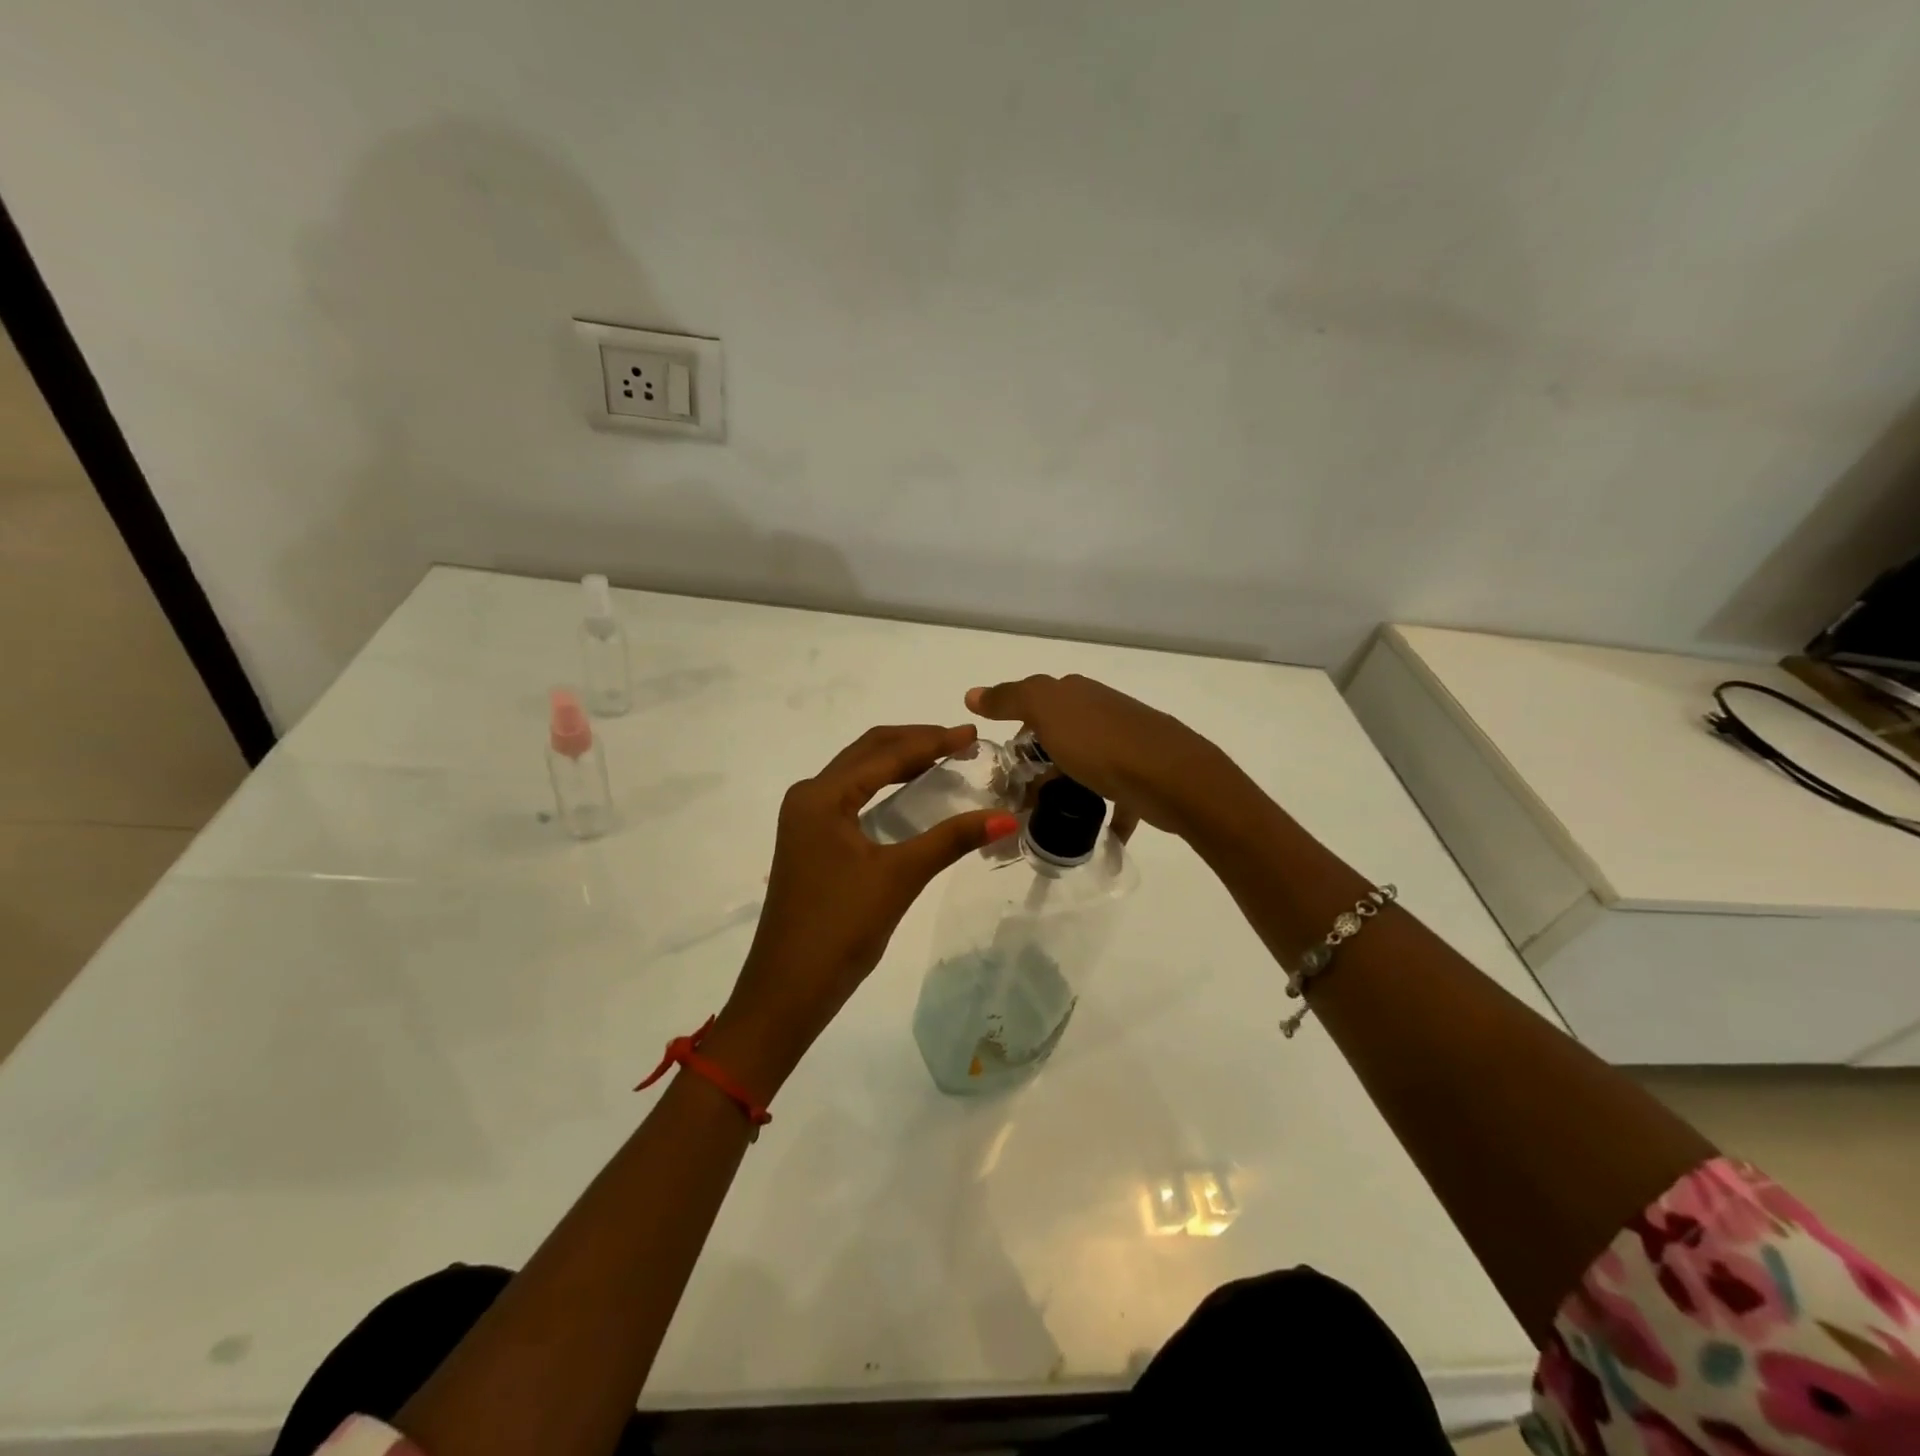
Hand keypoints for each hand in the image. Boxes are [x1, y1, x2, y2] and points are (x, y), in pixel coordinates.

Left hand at [708, 724, 1019, 1098]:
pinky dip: (883, 788)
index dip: (931, 740)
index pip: (884, 753)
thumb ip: (951, 840)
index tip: (972, 734)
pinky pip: (852, 799)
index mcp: (821, 796)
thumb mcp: (899, 877)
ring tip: (943, 760)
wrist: (787, 990)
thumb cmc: (840, 928)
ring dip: (898, 762)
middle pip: (867, 753)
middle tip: (960, 742)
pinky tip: (911, 796)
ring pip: (857, 775)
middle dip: (914, 742)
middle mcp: (808, 797)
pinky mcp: (810, 842)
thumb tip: (1007, 817)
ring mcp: (805, 820)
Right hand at [965, 674, 1239, 838]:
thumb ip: (1009, 699)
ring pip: (1083, 766)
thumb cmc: (1101, 743)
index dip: (1015, 732)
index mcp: (1076, 692)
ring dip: (1064, 789)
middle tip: (1017, 798)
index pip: (1034, 704)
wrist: (1172, 777)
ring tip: (1046, 820)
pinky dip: (1100, 813)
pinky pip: (1113, 796)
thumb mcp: (1046, 711)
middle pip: (1058, 737)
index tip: (1002, 767)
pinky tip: (1089, 832)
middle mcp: (1100, 711)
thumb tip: (971, 694)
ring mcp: (1124, 744)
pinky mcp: (1141, 777)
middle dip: (1037, 765)